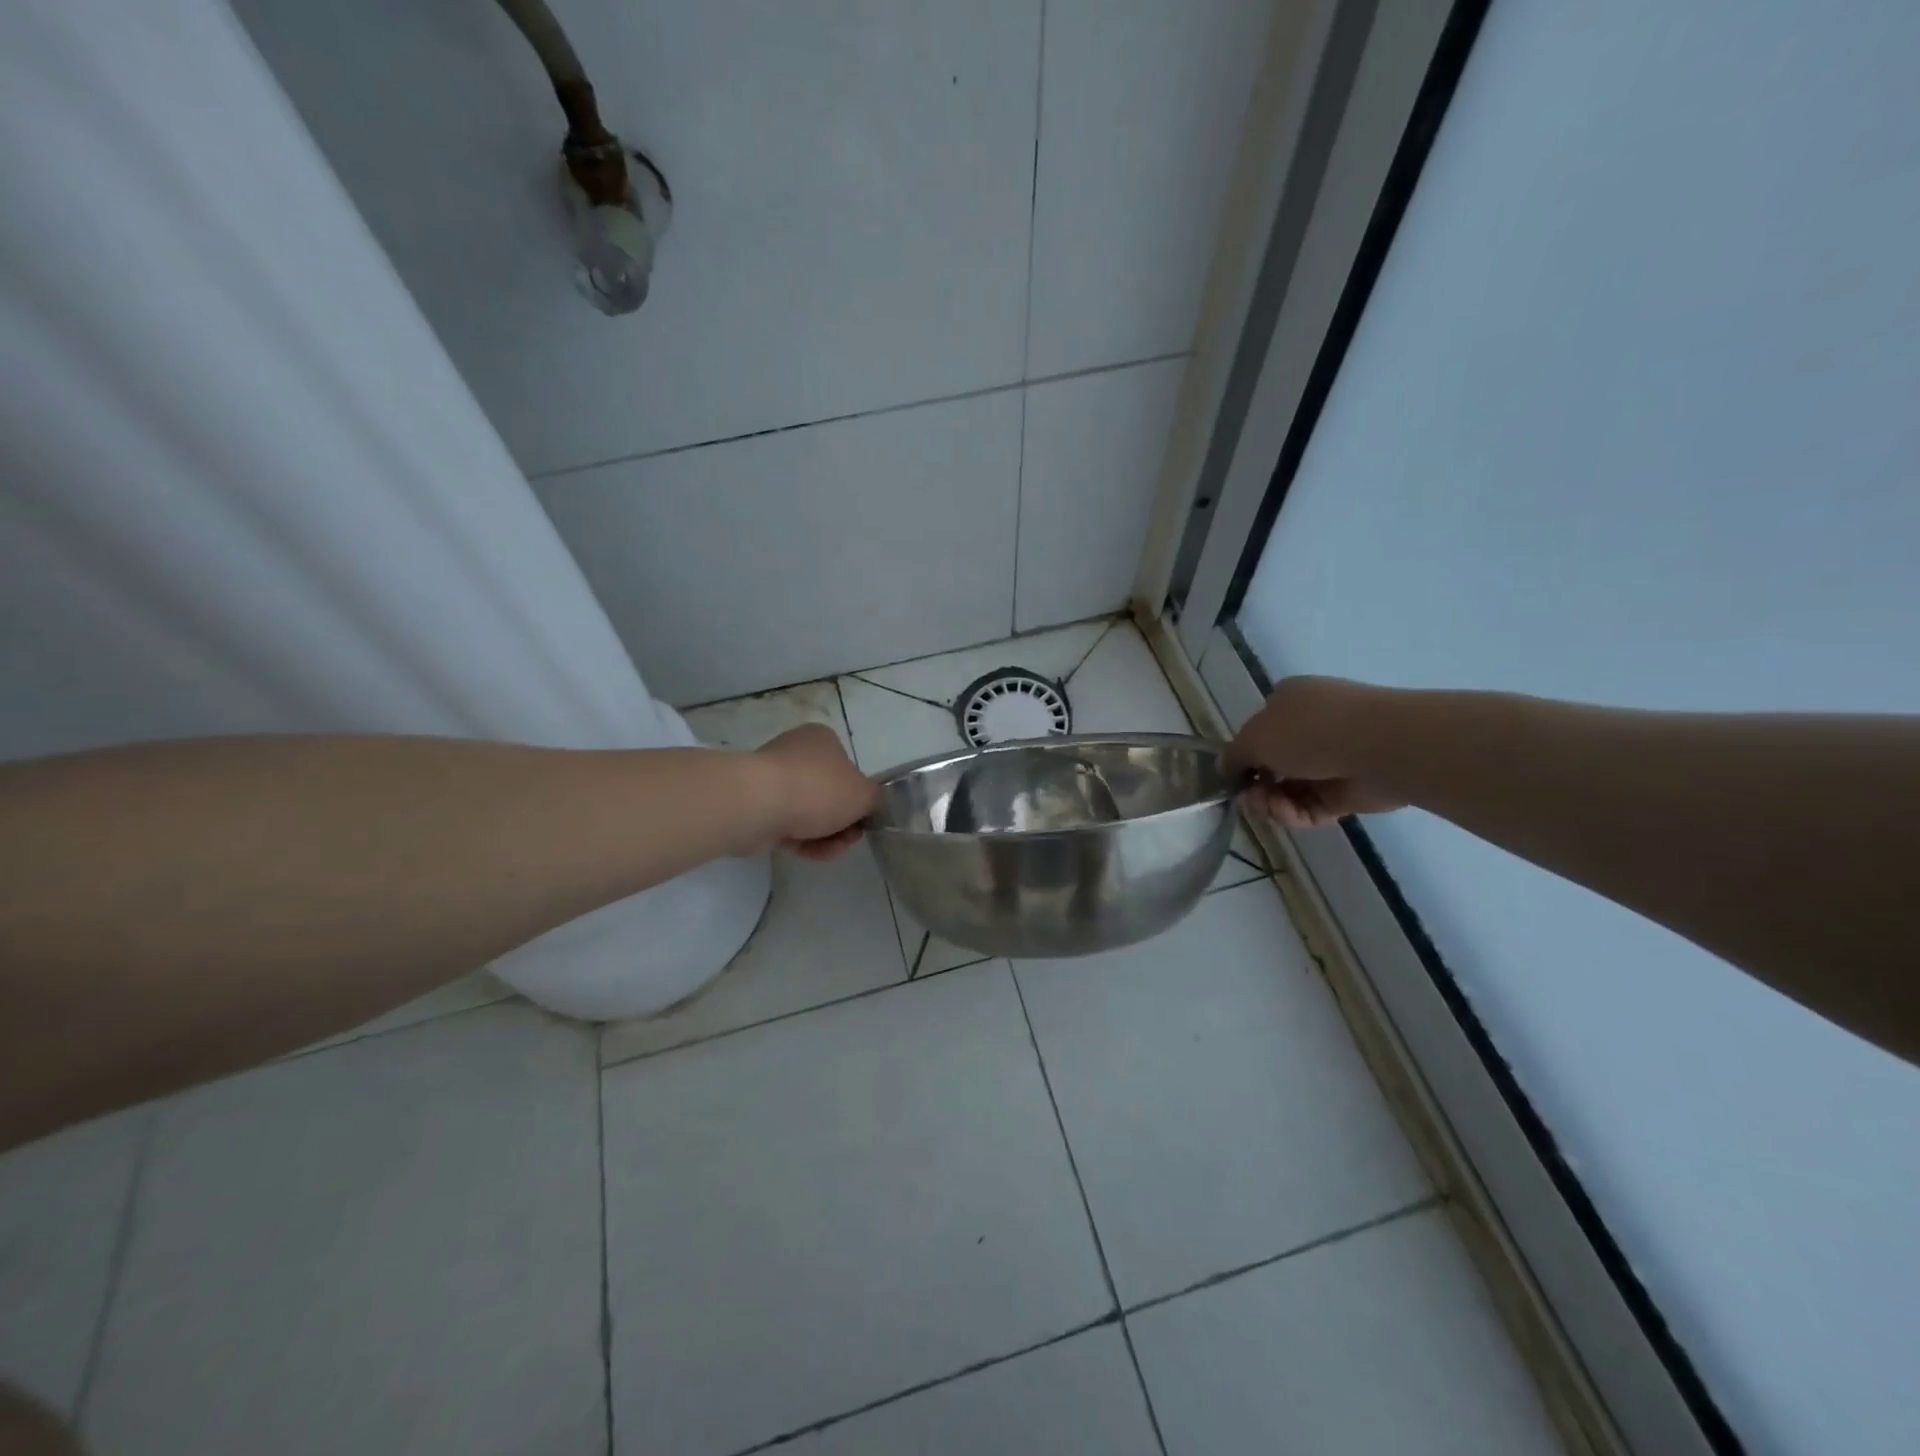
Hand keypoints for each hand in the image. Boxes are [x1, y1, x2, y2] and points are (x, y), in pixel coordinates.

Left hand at [751, 724, 878, 859]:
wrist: (756, 805)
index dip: (860, 801)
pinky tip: (808, 853)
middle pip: (831, 796)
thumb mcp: (864, 794)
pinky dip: (802, 841)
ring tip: (828, 850)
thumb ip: (877, 801)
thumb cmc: (816, 790)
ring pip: (810, 814)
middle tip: (847, 839)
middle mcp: (797, 754)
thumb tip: (874, 808)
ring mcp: (774, 780)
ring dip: (826, 837)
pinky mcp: (758, 806)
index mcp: (822, 740)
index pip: (850, 771)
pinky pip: (788, 826)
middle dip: (843, 824)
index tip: (864, 821)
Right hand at [1229, 676, 1404, 829]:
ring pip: (1289, 789)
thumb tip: (1224, 768)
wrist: (1382, 746)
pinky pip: (1311, 806)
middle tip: (1250, 799)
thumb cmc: (1311, 730)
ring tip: (1270, 808)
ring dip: (1272, 803)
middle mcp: (1310, 727)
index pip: (1258, 730)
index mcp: (1289, 701)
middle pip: (1271, 764)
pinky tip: (1288, 814)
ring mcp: (1331, 759)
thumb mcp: (1255, 737)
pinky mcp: (1347, 791)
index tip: (1233, 777)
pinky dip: (1295, 813)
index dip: (1243, 756)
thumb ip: (1234, 755)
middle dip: (1255, 786)